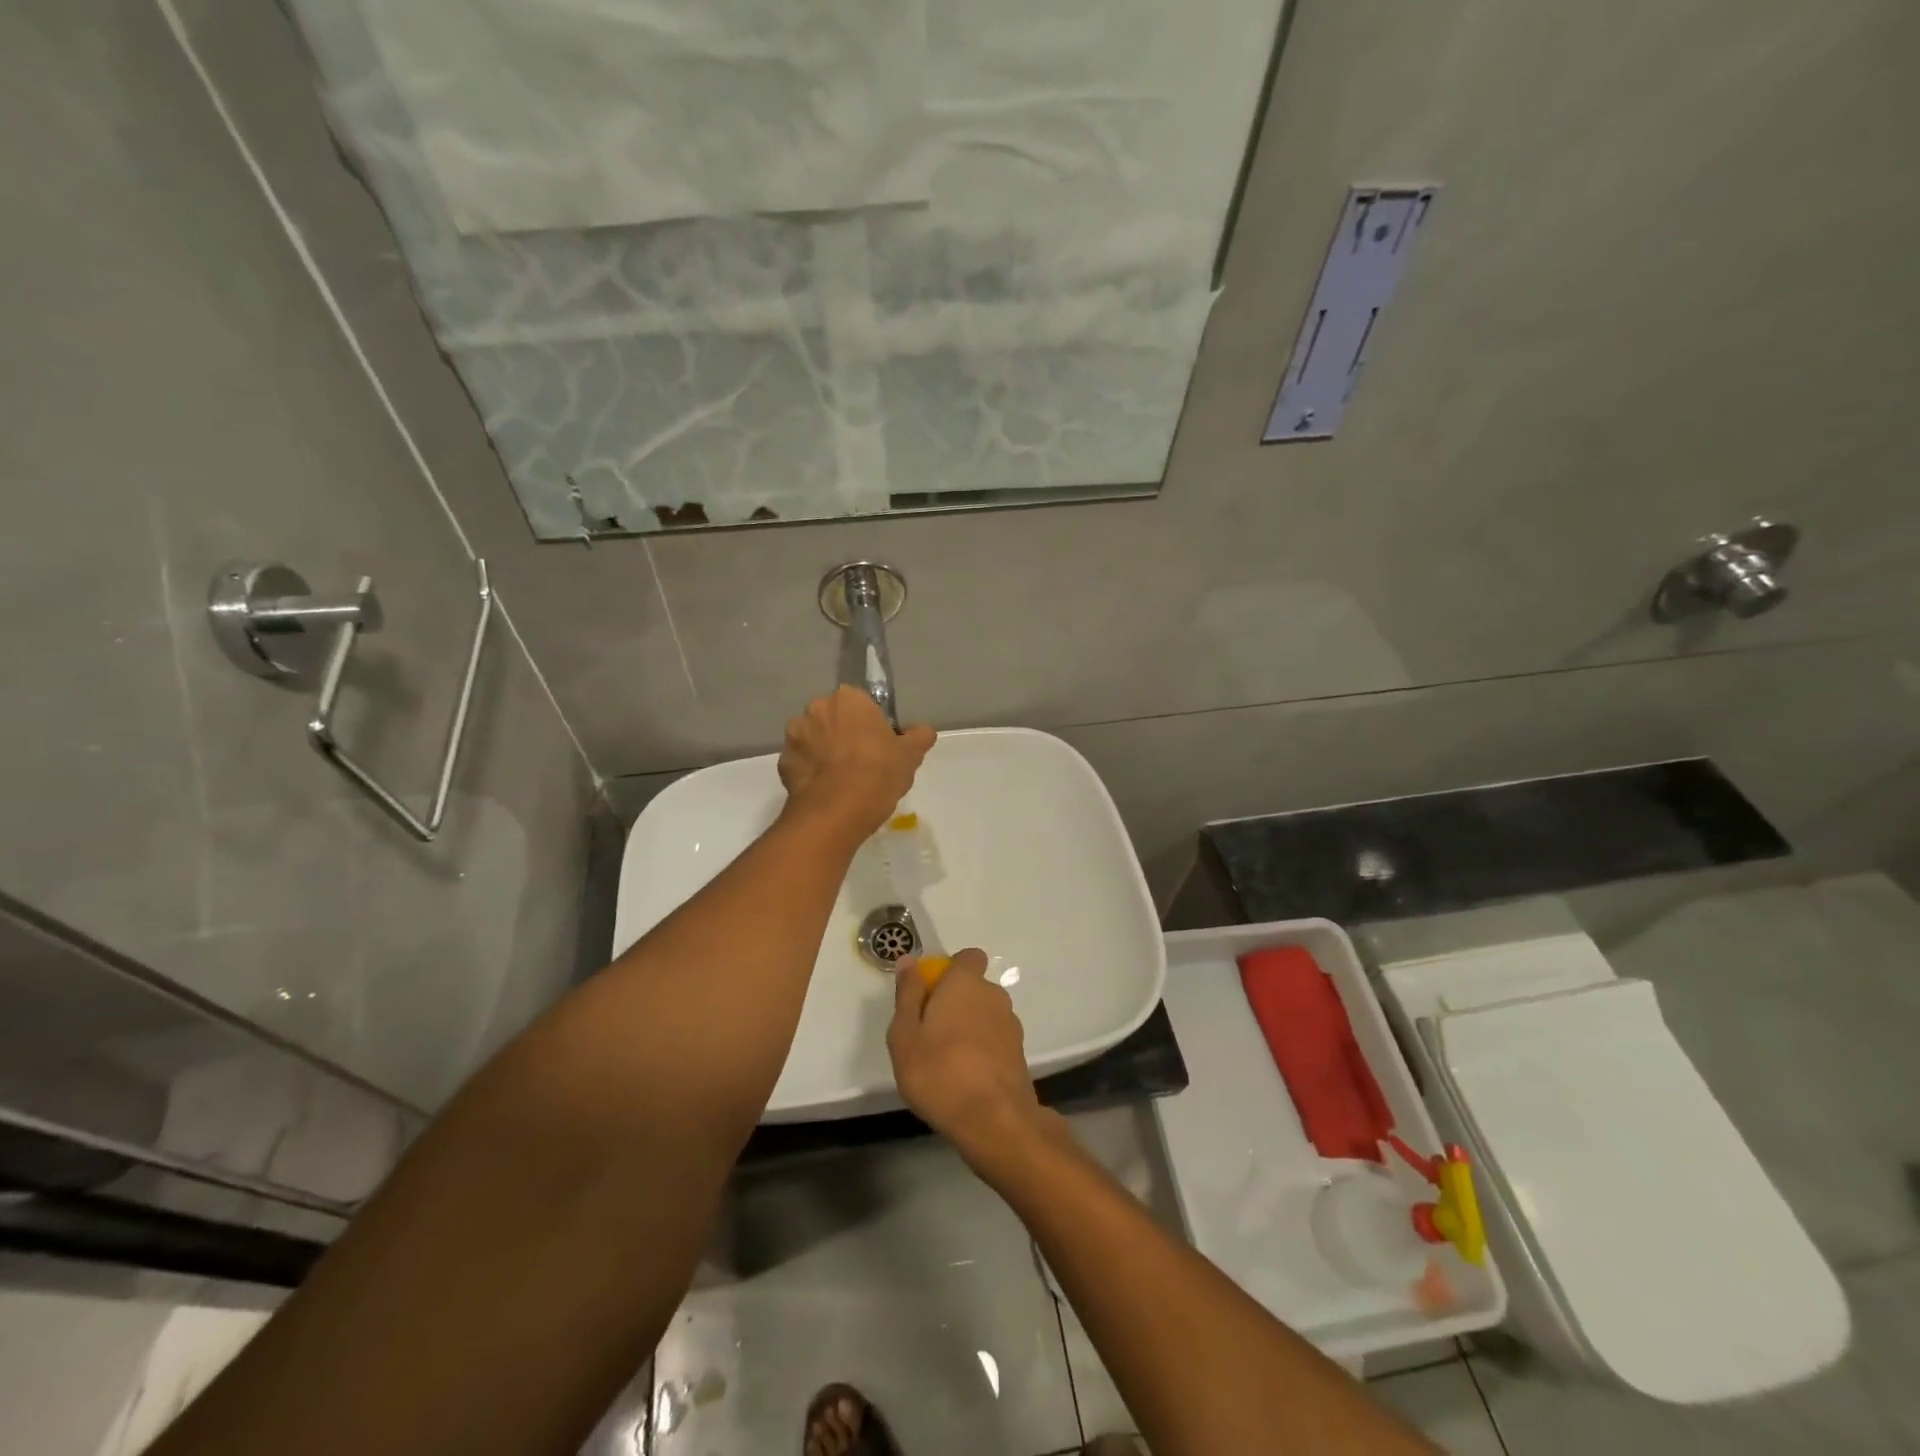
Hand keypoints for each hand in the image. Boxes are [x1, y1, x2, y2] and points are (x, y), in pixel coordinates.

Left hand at [777, 687, 935, 839]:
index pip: (861, 705)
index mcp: (848, 699)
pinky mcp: (783, 762)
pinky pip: (802, 762)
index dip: (871, 725)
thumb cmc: (877, 774)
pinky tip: (826, 790)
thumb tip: (922, 731)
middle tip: (862, 763)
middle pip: (835, 719)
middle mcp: (816, 708)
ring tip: (841, 780)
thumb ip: (919, 736)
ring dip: (824, 752)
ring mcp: (795, 735)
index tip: (880, 746)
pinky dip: (811, 772)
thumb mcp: (910, 756)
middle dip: (844, 734)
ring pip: (815, 739)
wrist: (835, 813)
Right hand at [888, 949, 1048, 1162]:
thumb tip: (909, 960)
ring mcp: (1011, 1024)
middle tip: (929, 1033)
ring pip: (985, 1014)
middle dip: (955, 1002)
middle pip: (974, 987)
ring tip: (947, 1061)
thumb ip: (907, 994)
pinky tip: (966, 1077)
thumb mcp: (905, 1035)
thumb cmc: (939, 1072)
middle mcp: (993, 995)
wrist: (994, 1120)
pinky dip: (982, 1049)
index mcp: (966, 983)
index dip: (950, 969)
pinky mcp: (1019, 1053)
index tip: (930, 994)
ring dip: (969, 1027)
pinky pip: (995, 1039)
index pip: (968, 957)